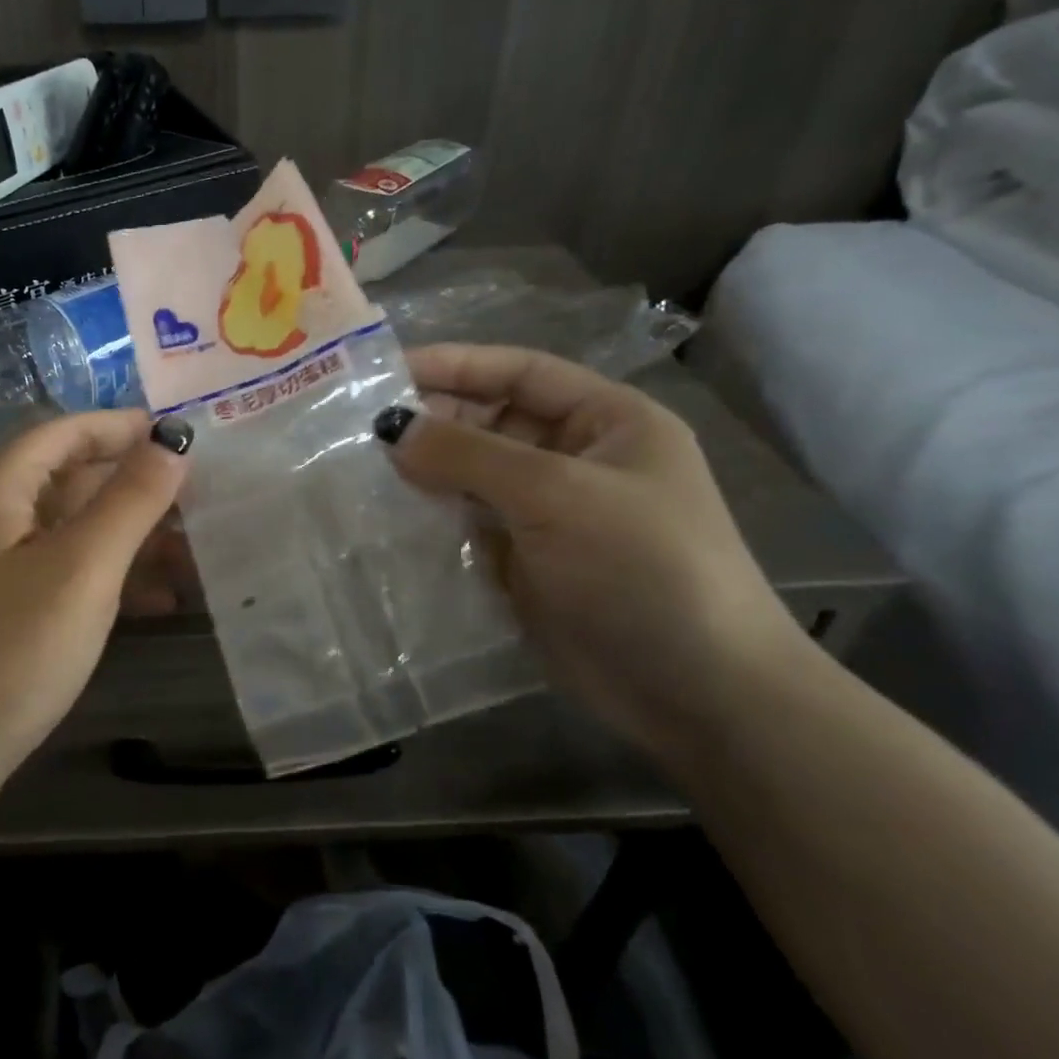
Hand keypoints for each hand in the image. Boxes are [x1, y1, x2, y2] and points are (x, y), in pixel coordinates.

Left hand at [0, 411, 191, 811]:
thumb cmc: (10, 652)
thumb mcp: (83, 569)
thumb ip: (131, 500)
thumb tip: (173, 443)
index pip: (66, 432)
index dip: (123, 428)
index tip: (181, 436)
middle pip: (72, 477)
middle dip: (136, 487)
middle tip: (200, 500)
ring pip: (74, 527)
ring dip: (131, 535)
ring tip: (192, 554)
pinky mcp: (3, 605)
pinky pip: (65, 569)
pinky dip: (110, 575)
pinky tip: (158, 601)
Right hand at [380, 344, 801, 750]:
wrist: (698, 694)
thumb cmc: (642, 567)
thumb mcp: (557, 495)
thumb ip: (468, 454)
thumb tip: (391, 428)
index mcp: (605, 421)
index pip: (519, 372)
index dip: (455, 364)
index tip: (385, 371)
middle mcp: (574, 459)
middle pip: (490, 421)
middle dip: (432, 419)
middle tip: (360, 426)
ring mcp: (548, 513)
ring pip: (472, 475)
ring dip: (425, 470)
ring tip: (360, 467)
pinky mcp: (525, 561)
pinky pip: (468, 524)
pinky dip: (431, 517)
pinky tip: (387, 515)